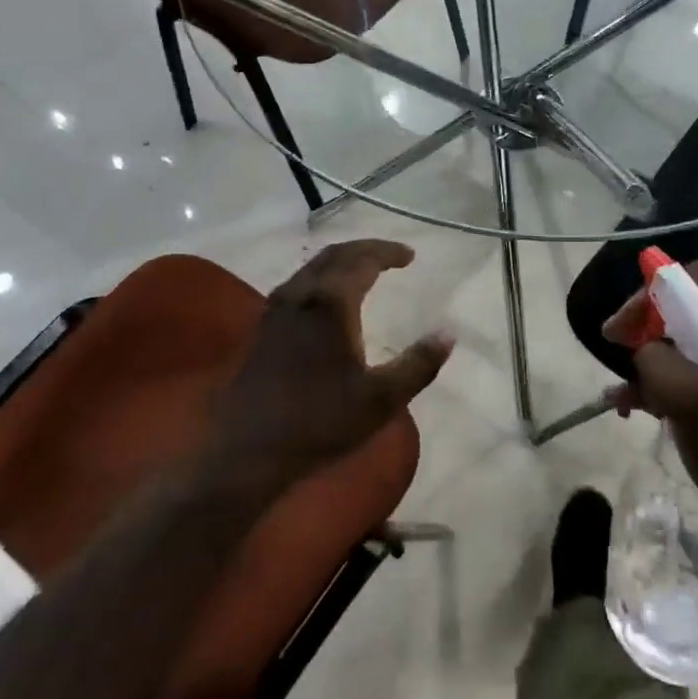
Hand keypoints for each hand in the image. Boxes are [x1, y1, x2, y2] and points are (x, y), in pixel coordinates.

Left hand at [209, 241, 452, 492]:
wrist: (249, 449)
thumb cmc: (320, 421)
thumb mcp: (381, 399)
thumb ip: (418, 364)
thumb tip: (448, 333)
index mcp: (331, 302)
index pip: (363, 260)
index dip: (388, 252)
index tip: (410, 256)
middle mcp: (302, 294)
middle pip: (335, 254)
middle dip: (365, 249)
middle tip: (391, 256)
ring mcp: (278, 308)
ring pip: (313, 267)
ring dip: (341, 260)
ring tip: (364, 270)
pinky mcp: (264, 326)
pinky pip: (298, 283)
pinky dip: (322, 276)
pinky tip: (328, 298)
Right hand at [603, 259, 697, 560]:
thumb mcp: (695, 411)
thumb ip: (661, 365)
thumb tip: (646, 349)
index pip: (695, 279)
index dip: (650, 294)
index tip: (621, 329)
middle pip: (693, 304)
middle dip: (649, 325)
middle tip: (619, 351)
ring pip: (696, 336)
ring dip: (657, 355)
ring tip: (626, 393)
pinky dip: (675, 377)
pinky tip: (646, 406)